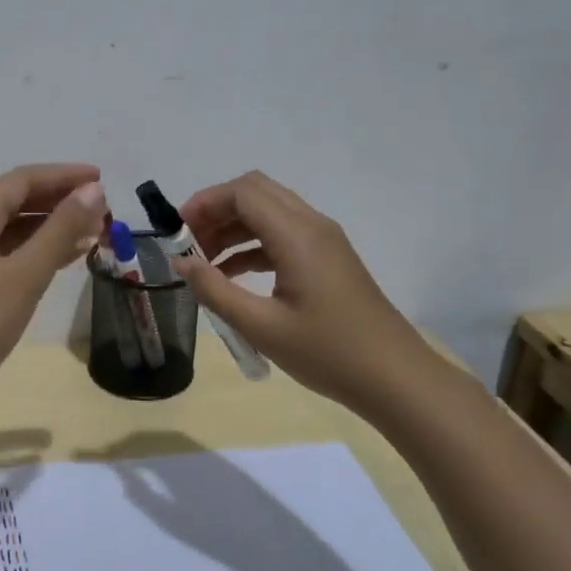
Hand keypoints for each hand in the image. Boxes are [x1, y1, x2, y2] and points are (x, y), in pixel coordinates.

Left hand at [0, 163, 107, 408]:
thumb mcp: (22, 275)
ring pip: (12, 230)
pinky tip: (62, 261)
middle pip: (16, 201)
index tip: (103, 179)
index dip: (63, 176)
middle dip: (60, 202)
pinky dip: (36, 253)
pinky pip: (7, 255)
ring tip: (92, 234)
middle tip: (103, 211)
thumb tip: (92, 190)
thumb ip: (59, 230)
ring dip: (51, 228)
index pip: (22, 180)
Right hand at [169, 171, 429, 411]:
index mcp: (297, 235)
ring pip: (269, 213)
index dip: (205, 202)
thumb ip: (215, 290)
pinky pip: (282, 235)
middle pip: (256, 193)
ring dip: (233, 228)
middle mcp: (312, 226)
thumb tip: (182, 262)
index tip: (176, 231)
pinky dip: (252, 245)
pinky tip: (231, 276)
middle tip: (188, 243)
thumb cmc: (327, 352)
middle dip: (216, 210)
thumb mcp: (261, 326)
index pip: (243, 193)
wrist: (394, 377)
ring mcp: (324, 241)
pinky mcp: (328, 259)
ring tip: (203, 263)